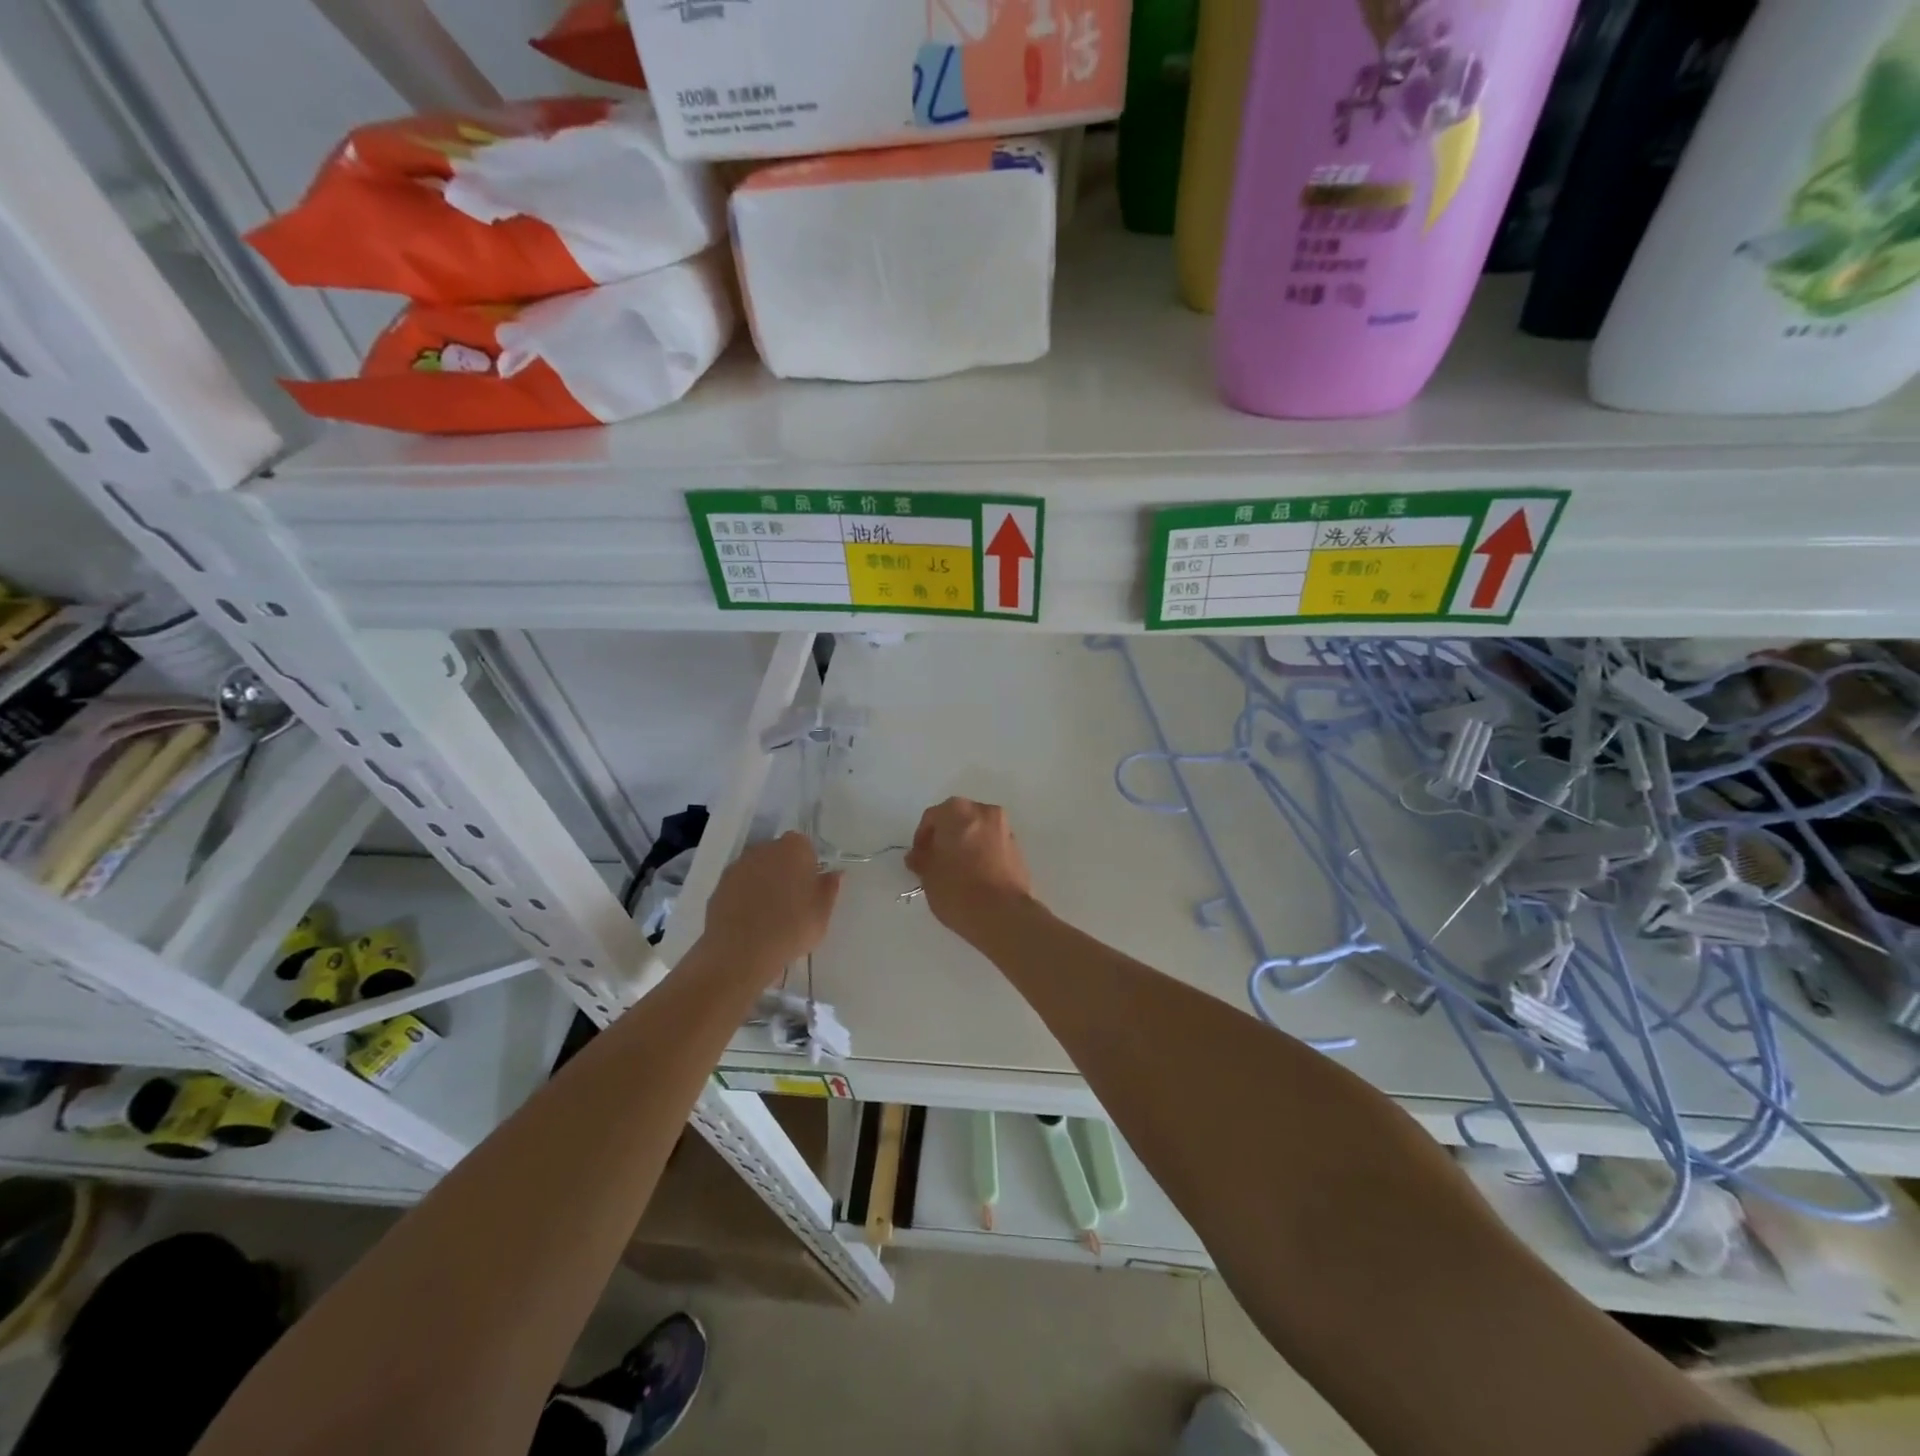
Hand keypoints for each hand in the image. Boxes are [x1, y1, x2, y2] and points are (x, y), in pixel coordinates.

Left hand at [704, 832, 840, 969]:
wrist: (740, 952)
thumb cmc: (791, 928)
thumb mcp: (822, 913)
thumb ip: (829, 888)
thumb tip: (835, 874)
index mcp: (794, 848)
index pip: (804, 846)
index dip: (808, 865)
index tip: (810, 888)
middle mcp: (764, 848)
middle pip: (779, 854)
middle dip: (785, 871)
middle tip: (792, 901)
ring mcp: (738, 866)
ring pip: (757, 869)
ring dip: (764, 883)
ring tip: (769, 914)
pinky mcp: (719, 885)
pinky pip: (739, 886)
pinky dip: (745, 897)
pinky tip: (750, 921)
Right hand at [905, 797, 1035, 941]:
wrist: (1003, 914)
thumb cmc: (957, 889)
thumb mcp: (928, 875)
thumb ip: (921, 859)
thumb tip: (918, 855)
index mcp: (958, 811)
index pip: (932, 817)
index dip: (921, 838)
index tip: (918, 859)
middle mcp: (984, 812)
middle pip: (958, 819)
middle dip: (945, 838)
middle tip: (935, 862)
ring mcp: (1005, 828)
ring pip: (977, 831)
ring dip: (965, 844)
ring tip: (956, 871)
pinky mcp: (1018, 849)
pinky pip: (993, 845)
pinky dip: (982, 854)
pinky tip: (976, 876)